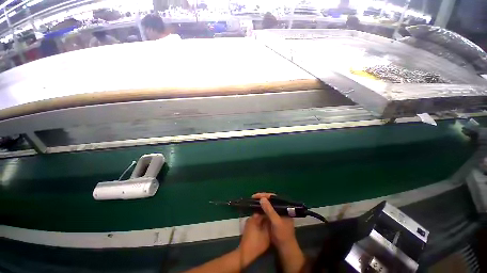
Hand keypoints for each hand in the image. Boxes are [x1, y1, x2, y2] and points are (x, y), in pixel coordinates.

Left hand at [238, 213, 270, 264]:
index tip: (274, 221)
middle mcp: (250, 219)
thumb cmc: (257, 243)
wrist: (245, 253)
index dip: (269, 217)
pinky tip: (263, 231)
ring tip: (268, 228)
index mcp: (254, 218)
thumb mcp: (266, 235)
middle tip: (271, 225)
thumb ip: (269, 226)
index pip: (263, 215)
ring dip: (262, 223)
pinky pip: (254, 225)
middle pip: (260, 217)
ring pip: (257, 221)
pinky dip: (258, 226)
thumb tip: (271, 220)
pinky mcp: (247, 229)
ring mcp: (248, 224)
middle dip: (265, 220)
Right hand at [253, 193, 305, 272]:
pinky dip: (261, 210)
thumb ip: (270, 211)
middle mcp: (280, 208)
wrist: (285, 249)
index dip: (264, 195)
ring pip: (267, 205)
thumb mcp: (276, 222)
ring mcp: (276, 213)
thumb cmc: (283, 235)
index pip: (274, 197)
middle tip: (253, 198)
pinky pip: (266, 211)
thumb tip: (262, 199)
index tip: (255, 196)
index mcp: (284, 207)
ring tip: (253, 202)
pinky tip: (255, 209)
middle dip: (261, 198)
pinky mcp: (273, 219)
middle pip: (270, 200)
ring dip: (261, 204)